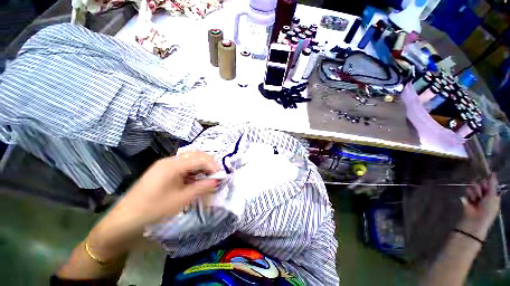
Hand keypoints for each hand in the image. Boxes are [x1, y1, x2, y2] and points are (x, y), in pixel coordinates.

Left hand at [87, 151, 218, 259]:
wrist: (125, 219)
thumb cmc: (153, 209)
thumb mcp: (181, 200)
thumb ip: (202, 188)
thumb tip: (217, 181)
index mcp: (173, 165)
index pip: (200, 158)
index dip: (213, 165)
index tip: (220, 176)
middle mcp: (170, 160)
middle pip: (196, 155)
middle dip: (209, 164)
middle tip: (215, 176)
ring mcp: (166, 164)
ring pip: (190, 159)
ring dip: (201, 167)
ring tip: (207, 178)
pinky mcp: (164, 170)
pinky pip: (183, 166)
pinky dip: (193, 171)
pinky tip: (195, 180)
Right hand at [458, 173, 499, 240]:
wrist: (475, 219)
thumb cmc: (487, 209)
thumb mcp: (492, 196)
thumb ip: (493, 184)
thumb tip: (493, 173)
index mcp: (493, 195)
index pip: (490, 183)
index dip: (488, 181)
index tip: (487, 180)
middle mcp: (485, 194)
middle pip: (482, 183)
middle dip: (481, 186)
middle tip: (482, 192)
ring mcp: (476, 196)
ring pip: (474, 186)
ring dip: (475, 190)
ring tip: (476, 198)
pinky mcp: (467, 197)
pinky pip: (468, 190)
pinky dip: (469, 193)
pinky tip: (470, 199)